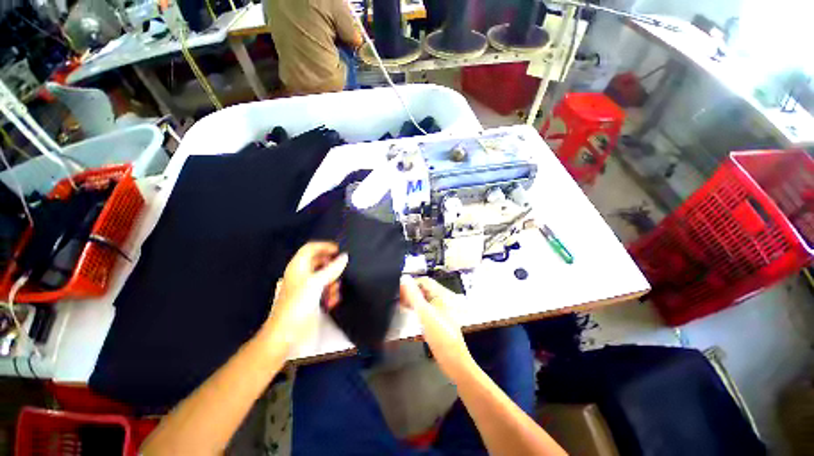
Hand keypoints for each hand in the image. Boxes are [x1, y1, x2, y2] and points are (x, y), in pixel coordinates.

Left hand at [263, 242, 347, 353]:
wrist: (286, 336)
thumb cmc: (297, 305)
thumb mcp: (315, 283)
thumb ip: (332, 269)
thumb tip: (344, 256)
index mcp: (298, 267)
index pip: (310, 248)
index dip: (324, 246)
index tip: (339, 250)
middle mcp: (302, 276)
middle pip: (319, 262)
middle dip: (331, 265)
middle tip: (342, 269)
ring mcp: (307, 289)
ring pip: (324, 277)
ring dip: (333, 281)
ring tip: (335, 289)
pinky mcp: (312, 301)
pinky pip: (325, 291)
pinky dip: (331, 293)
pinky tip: (332, 301)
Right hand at [400, 276, 475, 380]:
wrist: (453, 361)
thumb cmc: (441, 336)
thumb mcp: (425, 314)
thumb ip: (413, 296)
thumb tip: (404, 279)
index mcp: (441, 295)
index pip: (424, 281)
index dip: (411, 283)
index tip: (397, 289)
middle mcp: (441, 300)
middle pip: (423, 290)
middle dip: (410, 292)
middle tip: (395, 298)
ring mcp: (439, 311)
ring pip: (422, 300)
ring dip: (411, 301)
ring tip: (398, 305)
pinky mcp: (436, 321)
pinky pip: (423, 310)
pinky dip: (415, 309)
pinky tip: (407, 314)